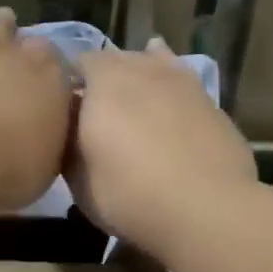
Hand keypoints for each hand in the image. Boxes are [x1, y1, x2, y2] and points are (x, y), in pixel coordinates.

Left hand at [0, 1, 72, 213]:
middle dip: (5, 26)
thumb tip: (50, 124)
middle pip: (3, 27)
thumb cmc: (11, 168)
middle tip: (4, 23)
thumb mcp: (49, 163)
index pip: (50, 55)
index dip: (44, 59)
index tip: (42, 65)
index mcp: (42, 73)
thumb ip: (51, 136)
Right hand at [68, 39, 256, 257]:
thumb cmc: (130, 196)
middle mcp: (143, 69)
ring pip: (153, 65)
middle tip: (94, 114)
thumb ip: (69, 148)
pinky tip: (169, 103)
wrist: (208, 210)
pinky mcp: (211, 102)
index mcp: (104, 82)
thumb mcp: (79, 184)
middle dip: (102, 80)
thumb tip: (69, 133)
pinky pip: (182, 85)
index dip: (66, 85)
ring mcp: (182, 81)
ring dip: (139, 79)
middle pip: (116, 61)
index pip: (76, 64)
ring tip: (132, 102)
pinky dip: (170, 92)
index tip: (61, 112)